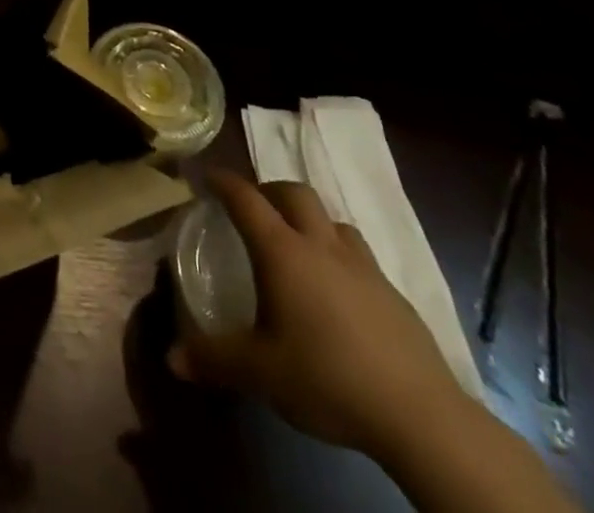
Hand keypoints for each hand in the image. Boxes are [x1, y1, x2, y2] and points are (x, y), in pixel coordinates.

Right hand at [169, 170, 469, 459]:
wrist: (420, 417)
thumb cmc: (327, 378)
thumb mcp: (260, 372)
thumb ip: (214, 359)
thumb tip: (172, 358)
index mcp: (282, 251)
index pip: (245, 198)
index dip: (223, 181)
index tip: (206, 176)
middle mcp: (321, 246)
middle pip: (294, 193)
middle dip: (269, 190)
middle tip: (253, 207)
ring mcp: (363, 268)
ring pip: (333, 221)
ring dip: (310, 221)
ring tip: (299, 245)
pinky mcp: (395, 296)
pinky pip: (360, 257)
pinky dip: (340, 258)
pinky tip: (339, 293)